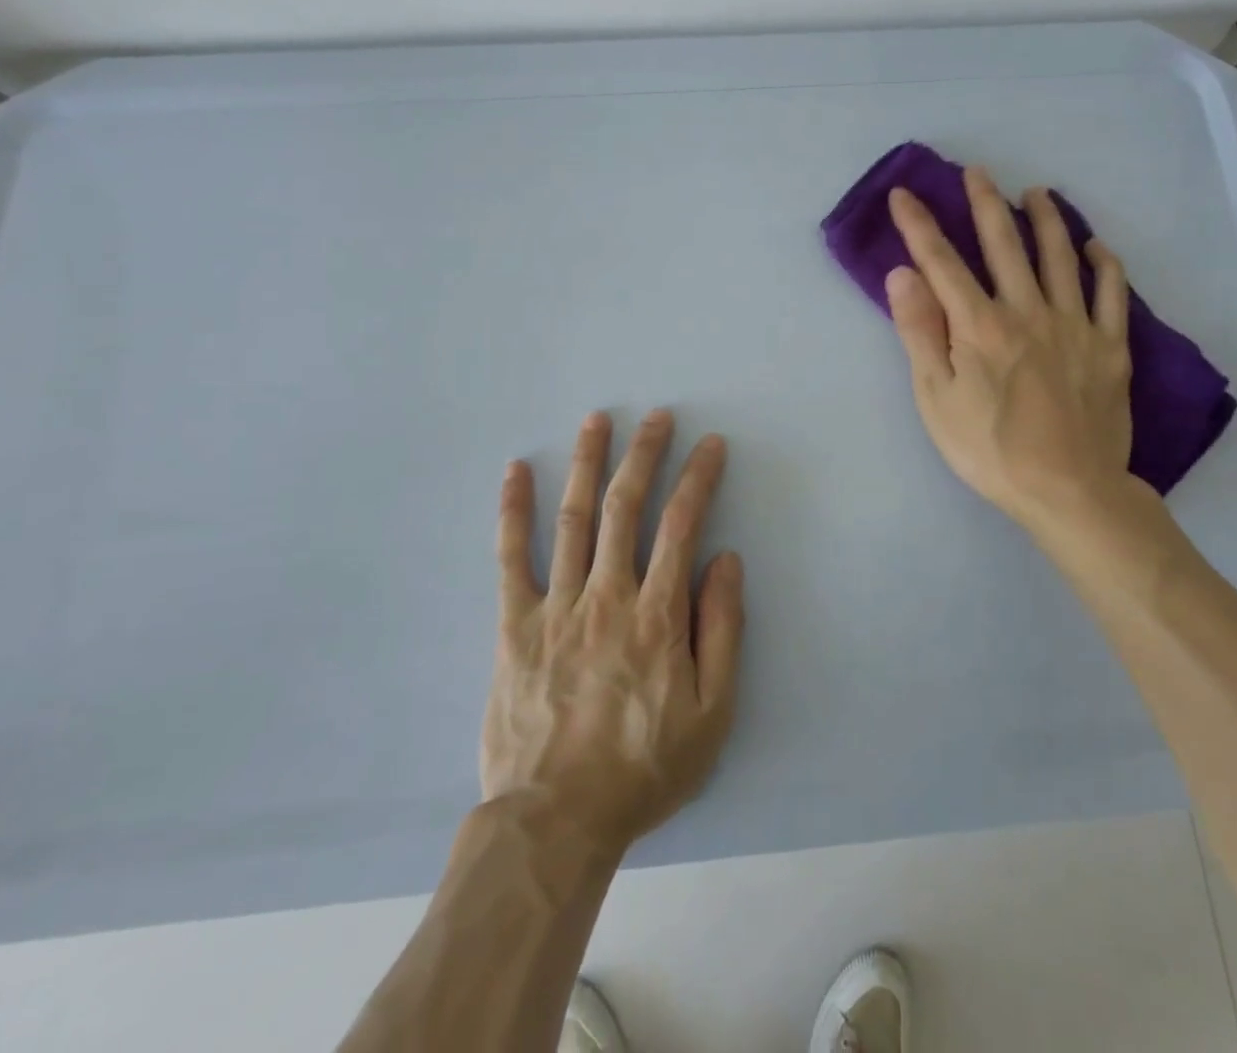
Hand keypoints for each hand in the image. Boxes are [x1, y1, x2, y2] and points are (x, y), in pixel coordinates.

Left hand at [481, 409, 744, 859]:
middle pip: (625, 507)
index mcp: (657, 615)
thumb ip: (722, 631)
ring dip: (586, 463)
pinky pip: (511, 558)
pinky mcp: (514, 626)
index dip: (698, 479)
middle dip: (644, 454)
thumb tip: (726, 561)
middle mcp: (607, 595)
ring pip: (573, 519)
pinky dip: (513, 511)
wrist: (555, 820)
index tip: (710, 445)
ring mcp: (556, 606)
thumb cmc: (643, 768)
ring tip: (596, 420)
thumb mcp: (712, 713)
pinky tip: (516, 471)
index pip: (682, 526)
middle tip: (657, 416)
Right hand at [885, 167, 1143, 534]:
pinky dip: (1104, 264)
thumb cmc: (989, 450)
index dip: (920, 226)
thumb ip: (920, 332)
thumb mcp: (936, 398)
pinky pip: (1112, 294)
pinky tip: (1095, 247)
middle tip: (976, 172)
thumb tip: (904, 274)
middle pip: (1004, 245)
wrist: (1068, 490)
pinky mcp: (1110, 347)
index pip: (943, 263)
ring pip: (1060, 257)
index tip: (904, 195)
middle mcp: (1028, 311)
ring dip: (1046, 219)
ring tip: (1035, 193)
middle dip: (984, 204)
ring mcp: (1075, 325)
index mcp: (979, 326)